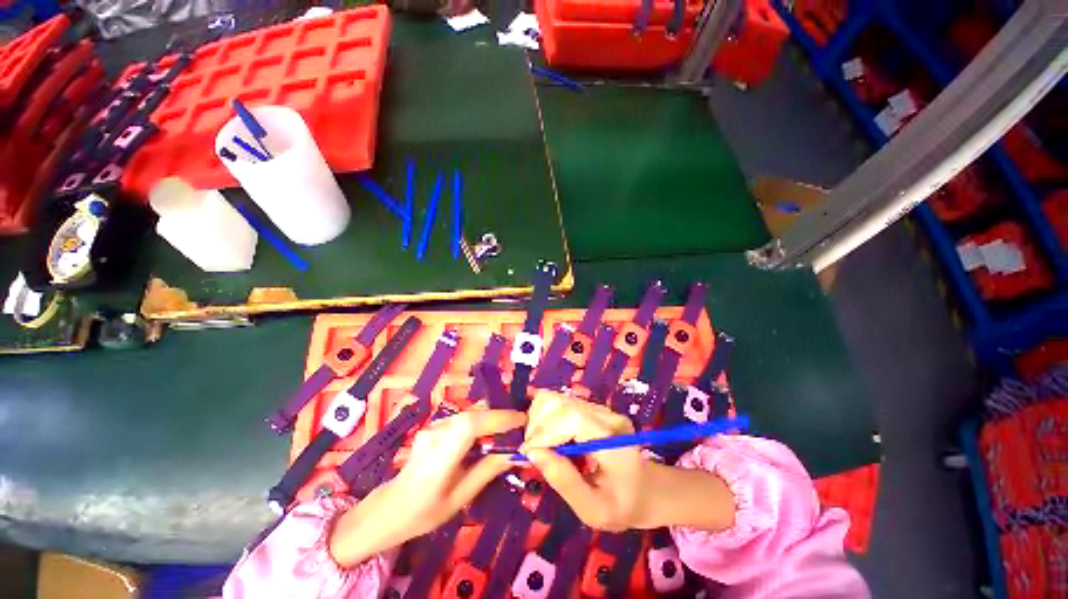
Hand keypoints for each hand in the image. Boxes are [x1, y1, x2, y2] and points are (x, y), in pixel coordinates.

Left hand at [329, 408, 525, 566]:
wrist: (389, 507)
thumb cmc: (424, 511)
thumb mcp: (459, 498)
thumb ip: (487, 471)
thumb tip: (514, 453)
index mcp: (438, 458)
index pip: (470, 426)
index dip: (498, 418)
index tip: (522, 420)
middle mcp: (434, 435)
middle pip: (472, 416)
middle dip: (500, 417)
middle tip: (521, 425)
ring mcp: (432, 427)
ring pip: (469, 414)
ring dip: (491, 418)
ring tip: (510, 429)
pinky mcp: (434, 426)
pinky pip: (463, 418)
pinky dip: (481, 422)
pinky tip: (489, 434)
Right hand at [522, 390, 655, 531]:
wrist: (645, 489)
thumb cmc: (622, 505)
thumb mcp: (594, 510)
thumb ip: (564, 482)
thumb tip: (532, 452)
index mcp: (610, 439)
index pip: (570, 417)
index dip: (544, 432)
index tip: (528, 454)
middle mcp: (604, 415)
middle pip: (558, 402)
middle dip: (537, 425)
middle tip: (533, 453)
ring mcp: (598, 408)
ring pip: (555, 399)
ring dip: (539, 421)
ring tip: (540, 448)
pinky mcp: (590, 408)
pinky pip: (558, 404)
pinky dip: (545, 419)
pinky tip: (549, 440)